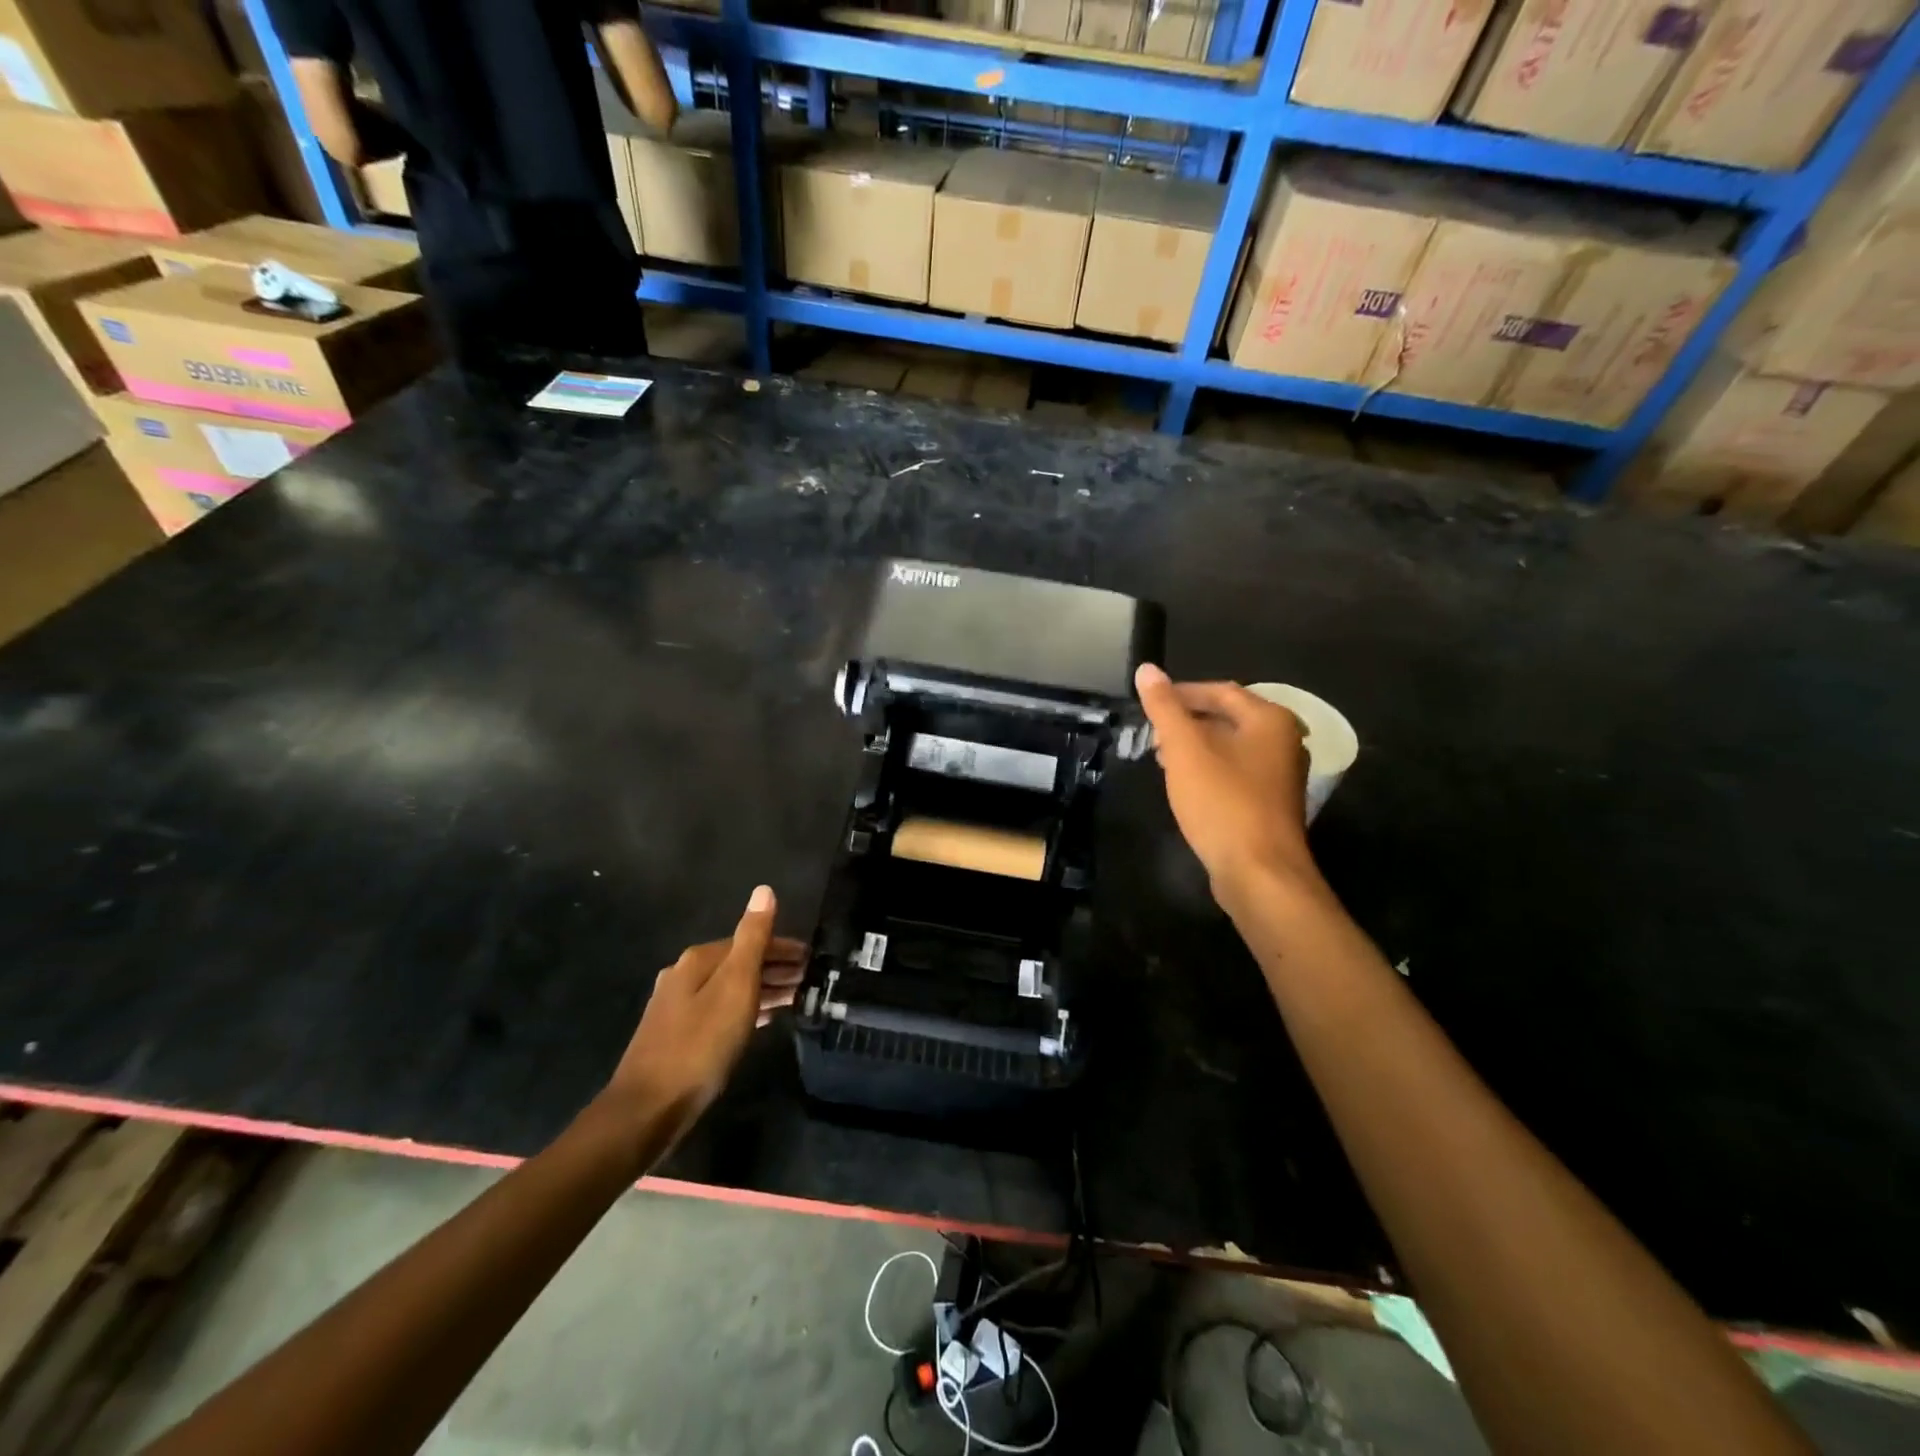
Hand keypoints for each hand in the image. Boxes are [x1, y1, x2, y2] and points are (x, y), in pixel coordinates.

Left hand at [602, 886, 805, 1146]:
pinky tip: (764, 1021)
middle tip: (810, 980)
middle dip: (775, 968)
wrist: (648, 1109)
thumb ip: (753, 938)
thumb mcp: (735, 986)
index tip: (813, 959)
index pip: (751, 941)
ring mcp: (678, 1006)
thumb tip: (764, 890)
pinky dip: (747, 1009)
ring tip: (796, 998)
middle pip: (739, 962)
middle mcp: (685, 975)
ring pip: (731, 988)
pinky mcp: (678, 1035)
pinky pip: (722, 1010)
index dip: (784, 948)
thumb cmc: (700, 1044)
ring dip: (763, 989)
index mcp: (698, 959)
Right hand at [1135, 664, 1319, 900]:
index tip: (1148, 705)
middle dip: (1187, 722)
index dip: (1181, 693)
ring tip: (1162, 760)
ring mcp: (1281, 775)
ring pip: (1231, 747)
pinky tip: (1186, 787)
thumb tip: (1147, 669)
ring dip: (1195, 748)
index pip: (1220, 690)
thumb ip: (1165, 707)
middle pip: (1228, 717)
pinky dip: (1209, 771)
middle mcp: (1283, 741)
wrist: (1259, 872)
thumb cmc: (1222, 802)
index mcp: (1269, 720)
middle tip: (1152, 735)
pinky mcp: (1271, 803)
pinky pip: (1236, 773)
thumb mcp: (1185, 749)